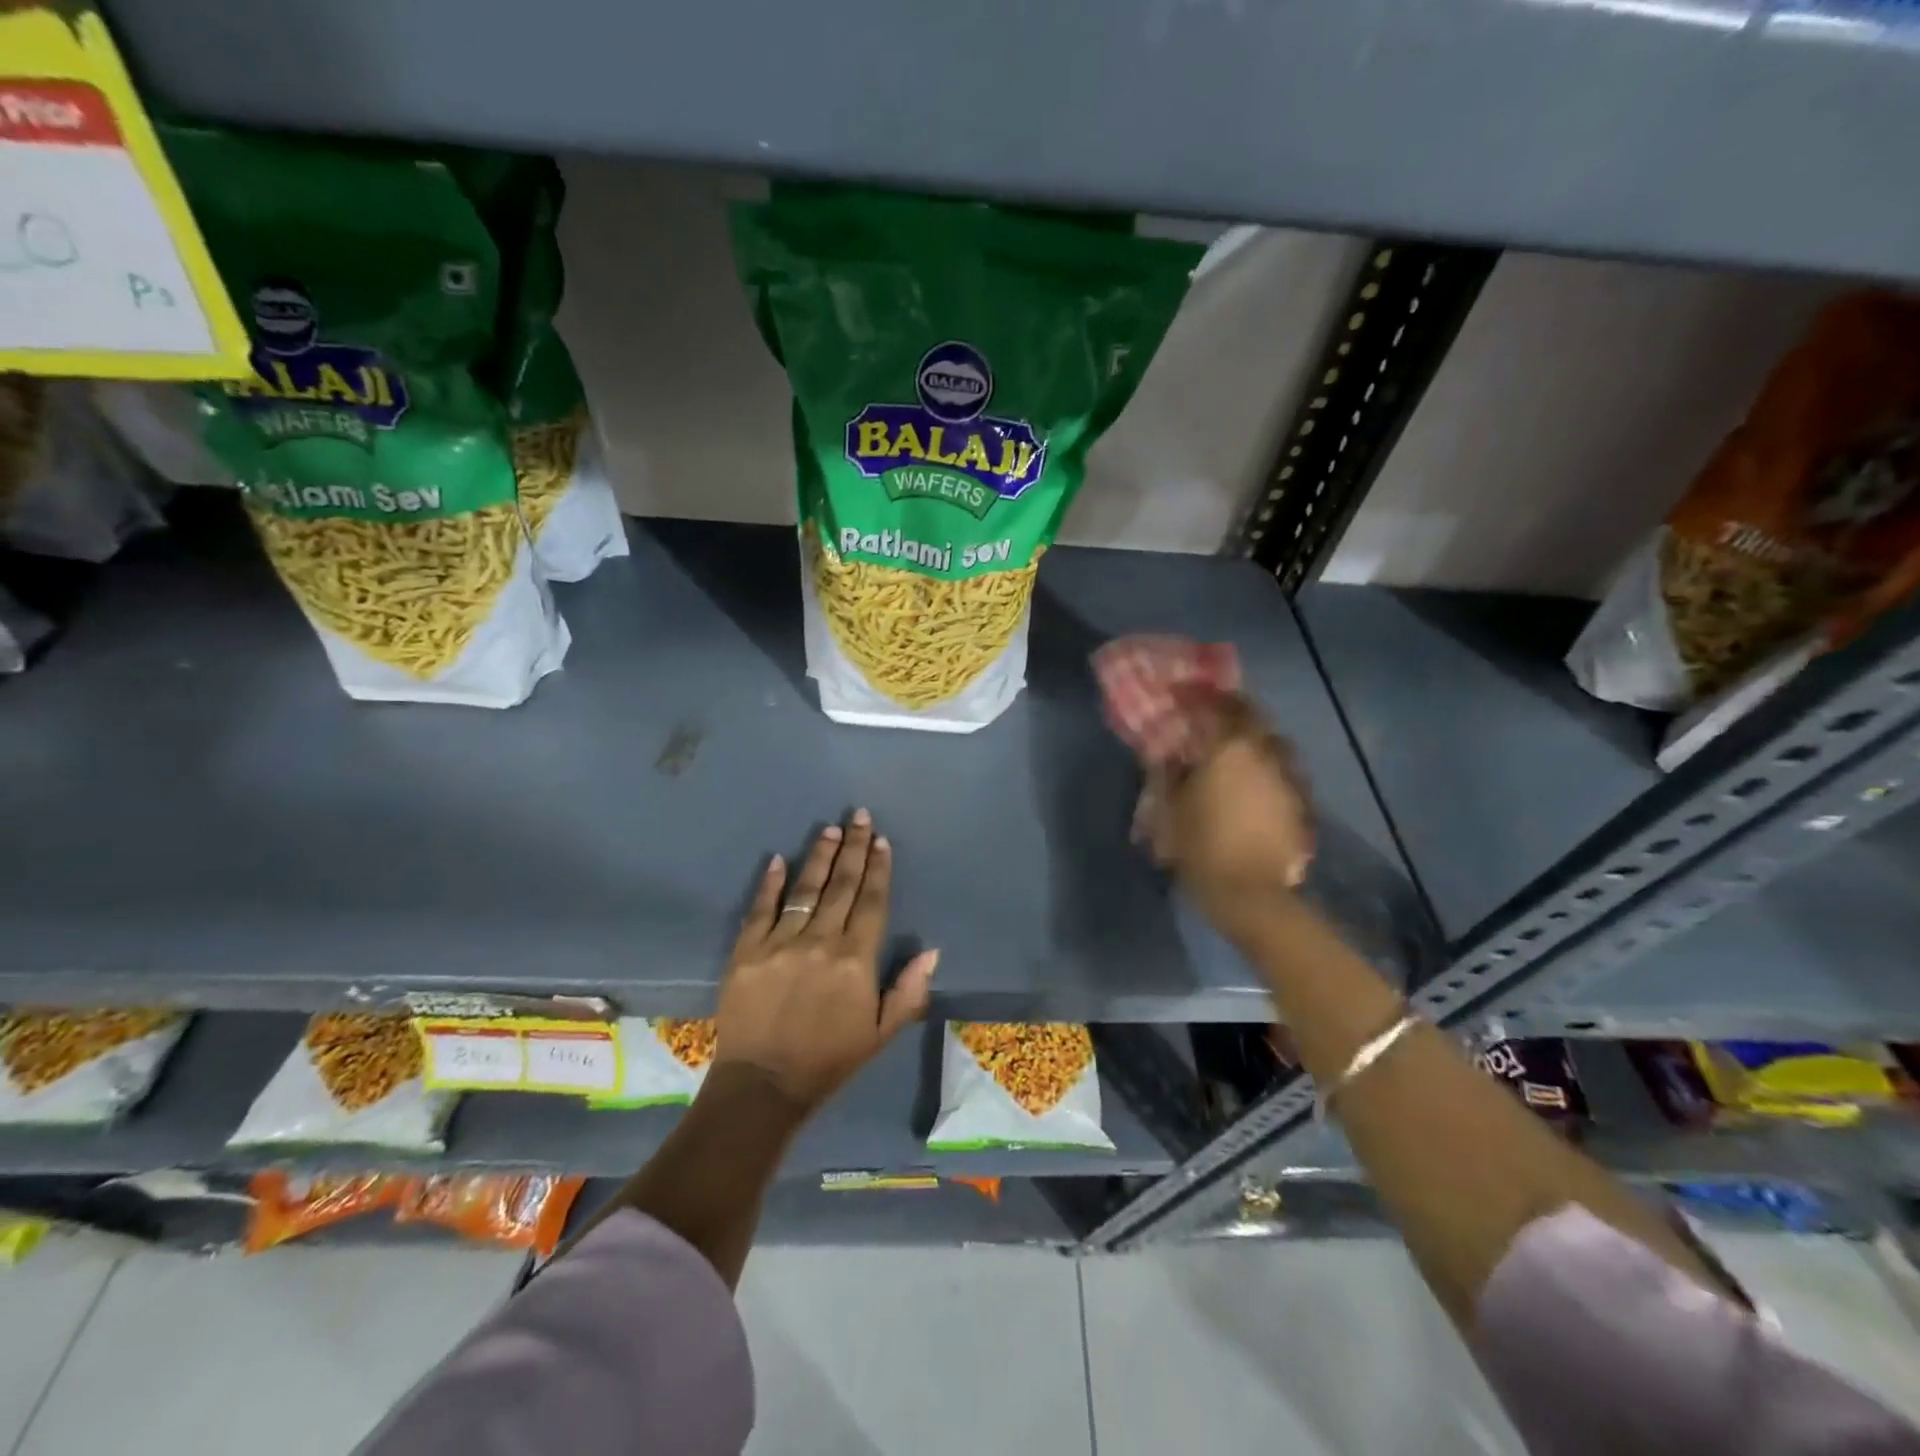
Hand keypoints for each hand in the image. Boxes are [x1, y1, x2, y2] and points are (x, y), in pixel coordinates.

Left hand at [712, 809, 937, 1112]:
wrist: (763, 1086)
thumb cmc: (829, 1059)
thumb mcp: (882, 1032)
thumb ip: (909, 989)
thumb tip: (932, 950)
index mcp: (856, 959)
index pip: (872, 902)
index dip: (879, 868)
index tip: (881, 841)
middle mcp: (820, 941)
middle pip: (842, 885)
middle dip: (854, 848)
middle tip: (859, 816)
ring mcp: (780, 942)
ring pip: (805, 889)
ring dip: (820, 857)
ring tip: (830, 830)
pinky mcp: (746, 951)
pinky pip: (761, 909)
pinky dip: (771, 883)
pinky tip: (779, 859)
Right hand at [1137, 691, 1314, 938]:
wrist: (1251, 894)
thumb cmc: (1201, 846)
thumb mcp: (1169, 809)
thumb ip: (1167, 772)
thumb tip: (1167, 752)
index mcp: (1230, 748)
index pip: (1217, 705)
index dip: (1199, 696)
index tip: (1182, 693)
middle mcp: (1265, 753)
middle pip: (1254, 716)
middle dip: (1233, 710)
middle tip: (1213, 716)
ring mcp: (1289, 777)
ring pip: (1273, 743)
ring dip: (1254, 739)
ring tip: (1234, 749)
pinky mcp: (1300, 802)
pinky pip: (1282, 771)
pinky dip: (1266, 767)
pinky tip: (1253, 783)